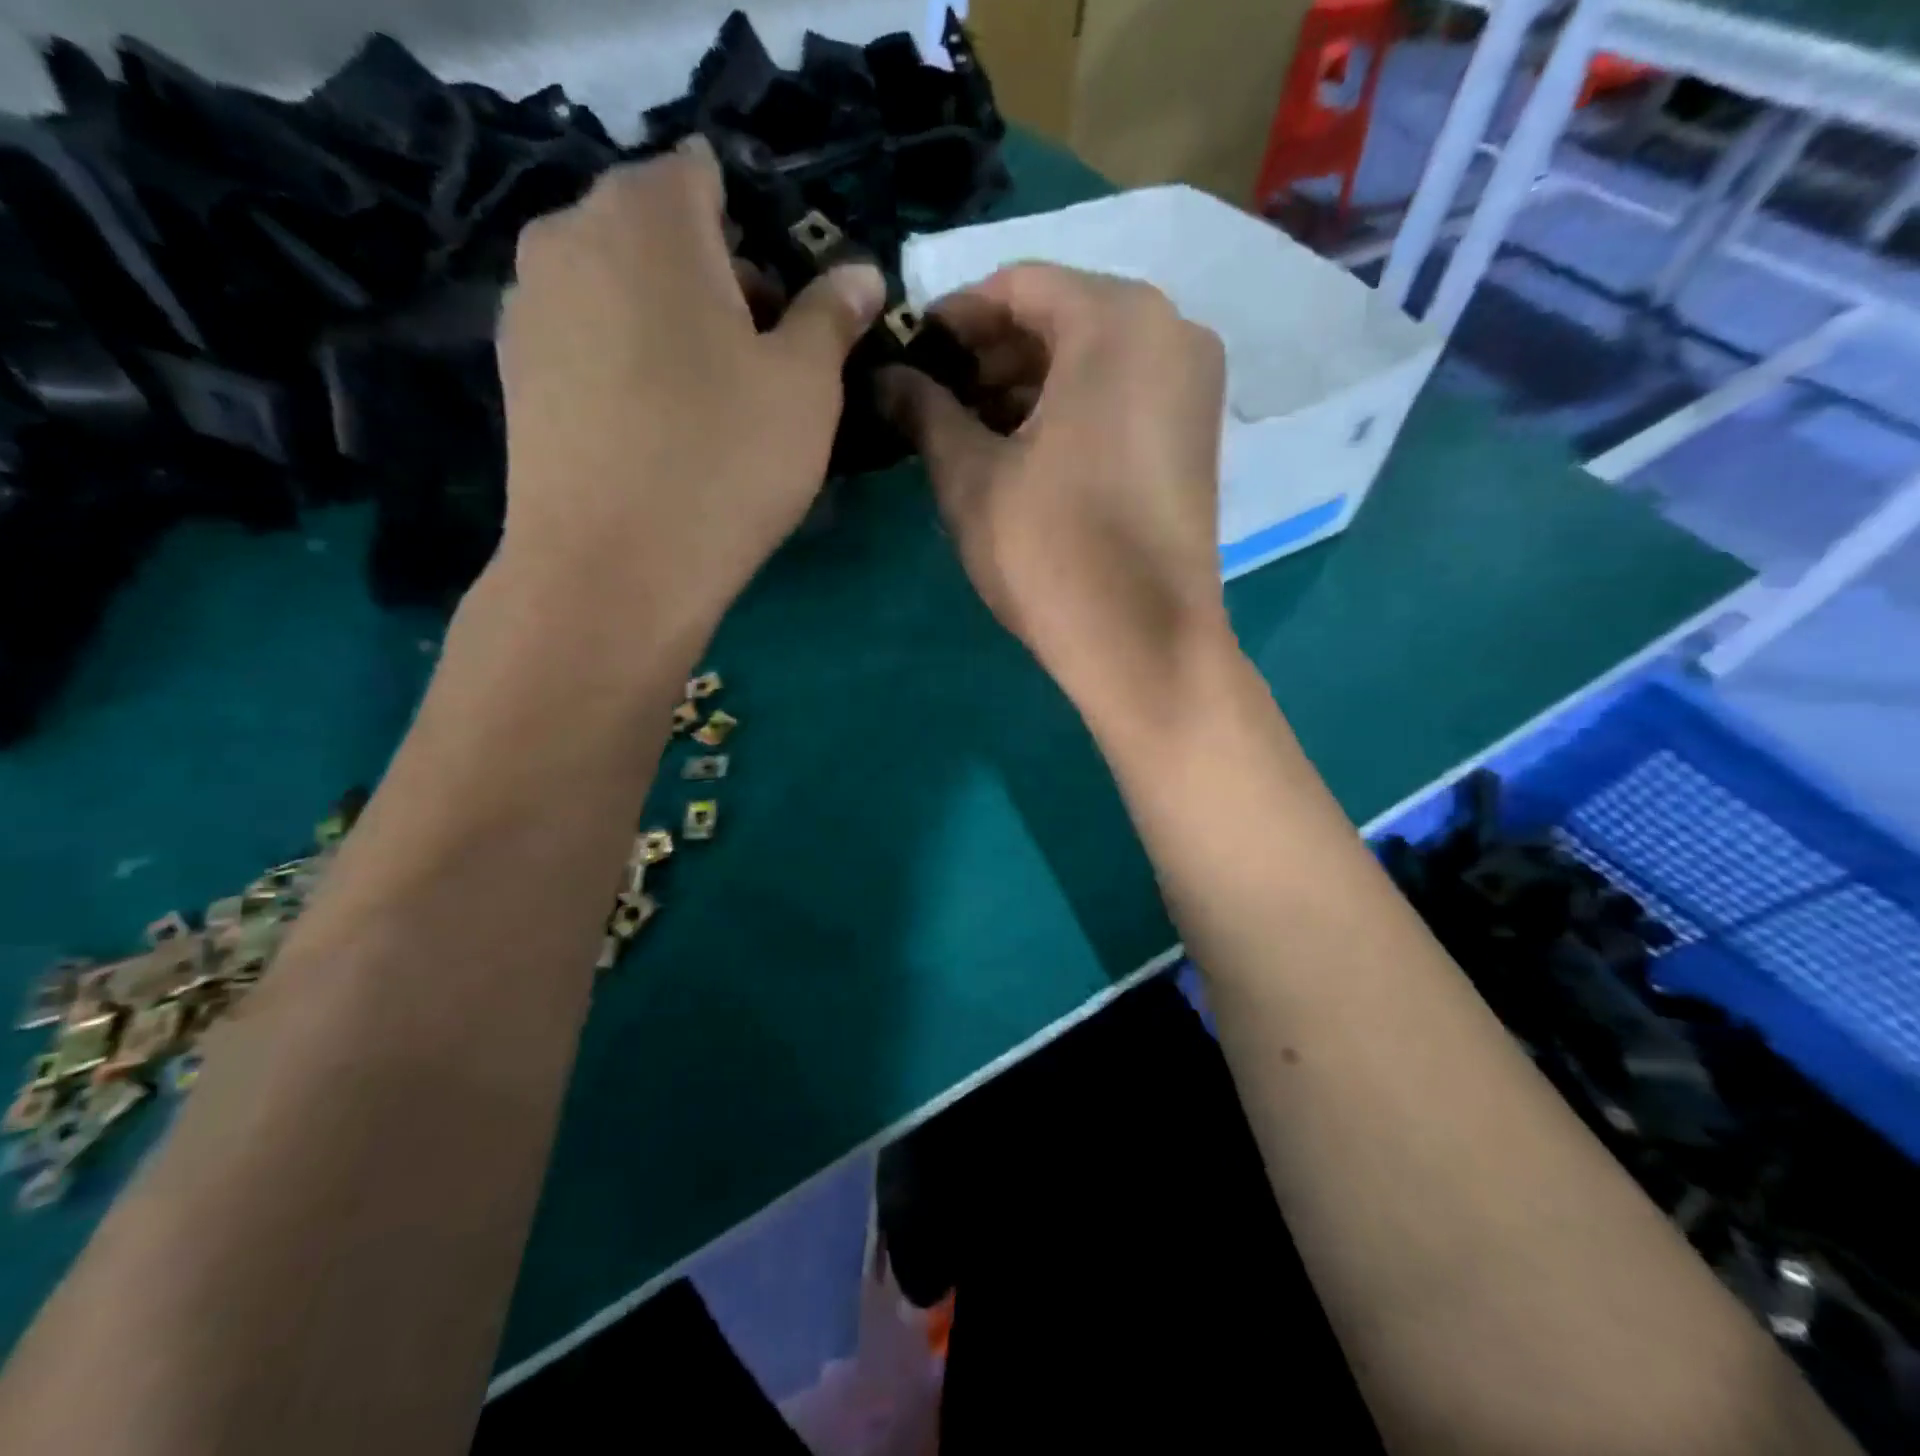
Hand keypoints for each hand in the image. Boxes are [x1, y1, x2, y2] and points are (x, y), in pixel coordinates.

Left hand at [494, 136, 885, 631]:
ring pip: (621, 288)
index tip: (788, 308)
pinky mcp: (516, 372)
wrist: (613, 570)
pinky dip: (628, 363)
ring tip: (710, 405)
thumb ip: (833, 315)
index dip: (759, 232)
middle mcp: (570, 234)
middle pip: (660, 232)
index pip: (707, 176)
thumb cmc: (724, 463)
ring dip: (672, 324)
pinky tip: (657, 430)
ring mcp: (530, 304)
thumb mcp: (806, 387)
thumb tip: (860, 273)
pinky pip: (589, 340)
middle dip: (717, 279)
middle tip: (762, 363)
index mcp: (649, 215)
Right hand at [880, 264, 1231, 730]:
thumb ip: (925, 411)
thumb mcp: (971, 476)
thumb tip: (884, 378)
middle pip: (1060, 319)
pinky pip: (1122, 396)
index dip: (953, 317)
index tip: (910, 354)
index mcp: (1116, 320)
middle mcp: (1171, 332)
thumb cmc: (1051, 549)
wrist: (1143, 643)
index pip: (1017, 286)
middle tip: (934, 400)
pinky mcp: (1195, 437)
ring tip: (968, 430)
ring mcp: (1192, 387)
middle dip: (990, 356)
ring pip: (1093, 360)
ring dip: (1027, 386)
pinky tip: (1022, 451)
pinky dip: (1070, 410)